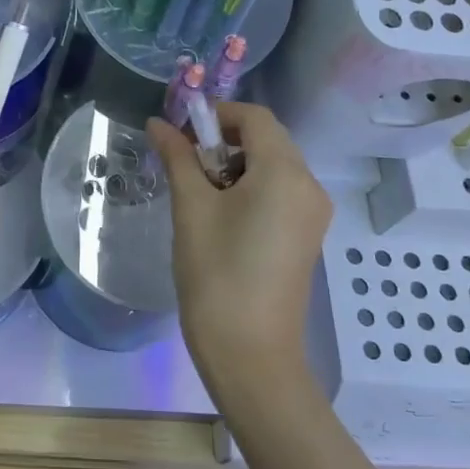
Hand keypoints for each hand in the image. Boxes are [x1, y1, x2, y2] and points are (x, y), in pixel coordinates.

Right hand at [146, 102, 330, 393]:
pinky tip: (220, 215)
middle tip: (184, 163)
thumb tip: (157, 123)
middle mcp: (309, 186)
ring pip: (273, 167)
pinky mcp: (307, 236)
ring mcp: (312, 214)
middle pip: (267, 140)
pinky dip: (250, 188)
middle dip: (224, 141)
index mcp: (285, 172)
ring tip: (197, 193)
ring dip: (235, 165)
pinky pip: (280, 193)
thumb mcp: (190, 208)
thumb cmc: (216, 273)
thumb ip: (177, 157)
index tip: (181, 132)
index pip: (255, 118)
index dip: (217, 115)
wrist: (250, 353)